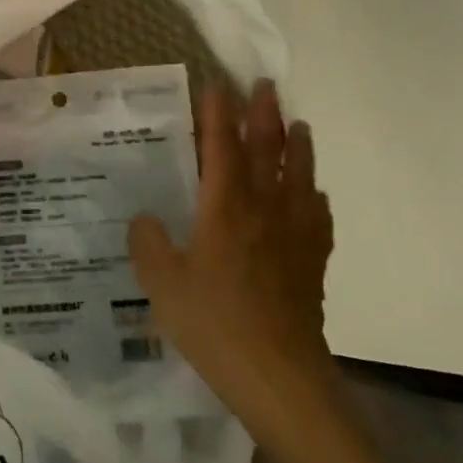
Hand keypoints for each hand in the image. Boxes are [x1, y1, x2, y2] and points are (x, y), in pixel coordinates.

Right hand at [128, 81, 335, 420]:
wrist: (279, 377)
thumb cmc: (216, 324)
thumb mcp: (163, 285)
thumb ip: (149, 245)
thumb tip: (144, 218)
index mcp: (225, 208)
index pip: (222, 147)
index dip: (219, 114)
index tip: (218, 85)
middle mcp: (262, 210)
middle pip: (266, 151)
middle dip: (264, 115)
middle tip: (265, 85)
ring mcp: (293, 236)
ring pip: (299, 178)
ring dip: (298, 147)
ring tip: (299, 125)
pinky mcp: (312, 263)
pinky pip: (318, 219)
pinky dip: (317, 199)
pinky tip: (316, 195)